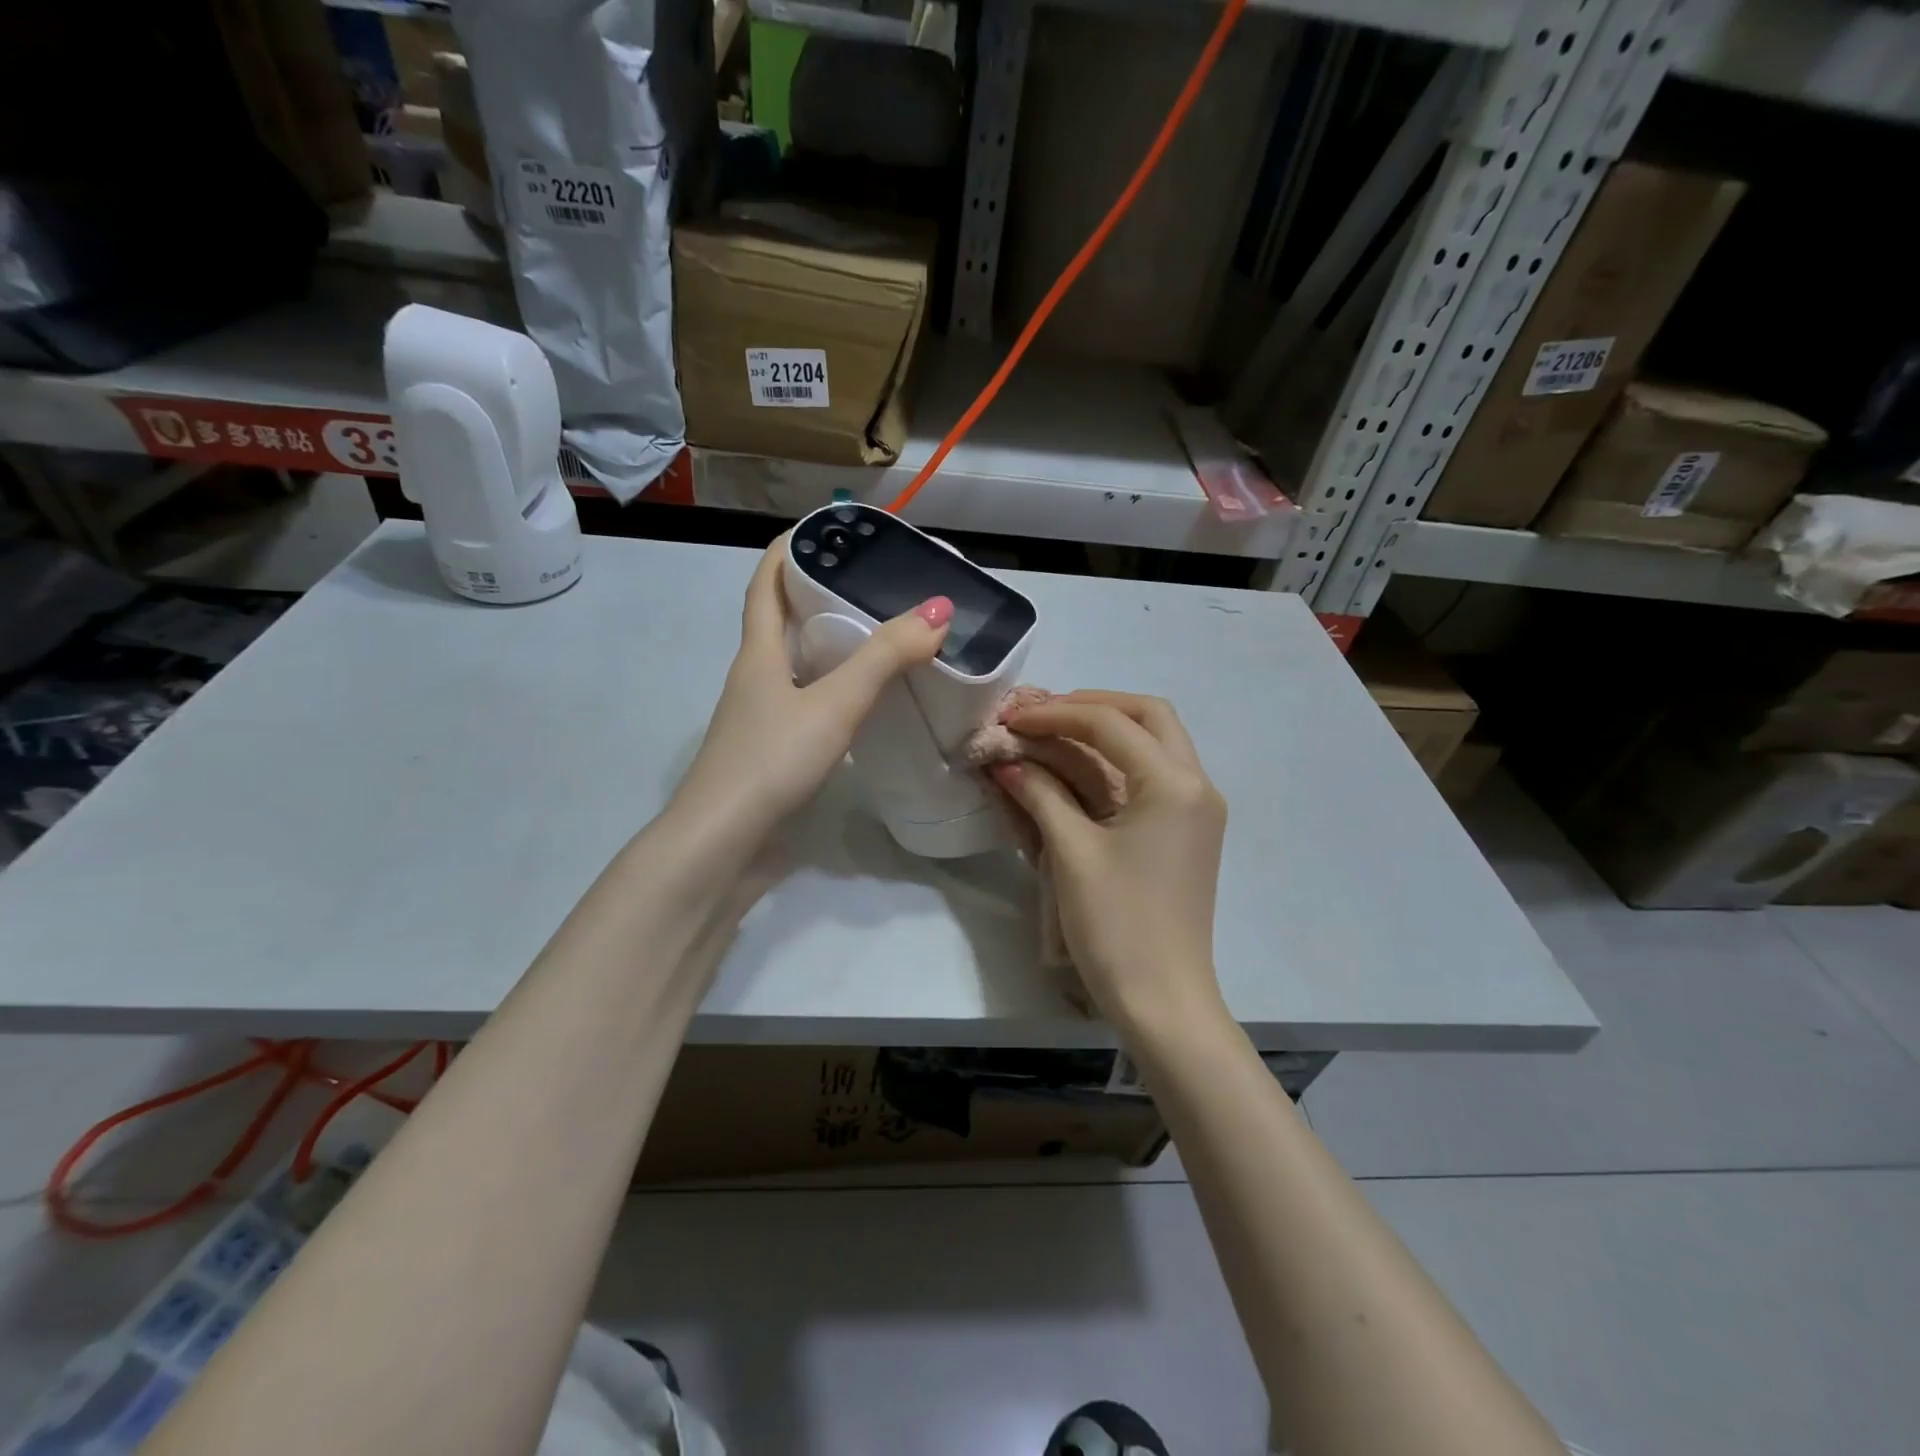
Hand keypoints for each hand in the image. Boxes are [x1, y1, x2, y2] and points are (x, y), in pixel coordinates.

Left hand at [675, 536, 951, 843]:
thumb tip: (939, 609)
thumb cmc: (771, 761)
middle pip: (784, 623)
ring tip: (883, 636)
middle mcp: (756, 679)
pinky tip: (868, 703)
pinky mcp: (775, 754)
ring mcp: (762, 719)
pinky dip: (837, 692)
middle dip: (821, 596)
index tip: (827, 531)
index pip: (766, 585)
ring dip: (833, 647)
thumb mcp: (834, 702)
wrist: (724, 846)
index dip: (789, 551)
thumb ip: (885, 658)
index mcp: (758, 654)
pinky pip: (809, 706)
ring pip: (799, 667)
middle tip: (875, 583)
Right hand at [990, 691, 1228, 1037]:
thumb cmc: (1118, 925)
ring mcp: (1197, 809)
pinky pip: (1154, 775)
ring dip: (1105, 732)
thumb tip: (1007, 761)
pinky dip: (1116, 763)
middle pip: (1148, 716)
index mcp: (1174, 784)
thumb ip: (1040, 794)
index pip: (1111, 724)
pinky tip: (1077, 771)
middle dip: (1093, 707)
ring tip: (1053, 735)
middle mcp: (1196, 785)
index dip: (1056, 714)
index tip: (1012, 719)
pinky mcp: (1187, 832)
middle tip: (1045, 716)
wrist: (1163, 1000)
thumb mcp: (1071, 853)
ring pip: (1155, 743)